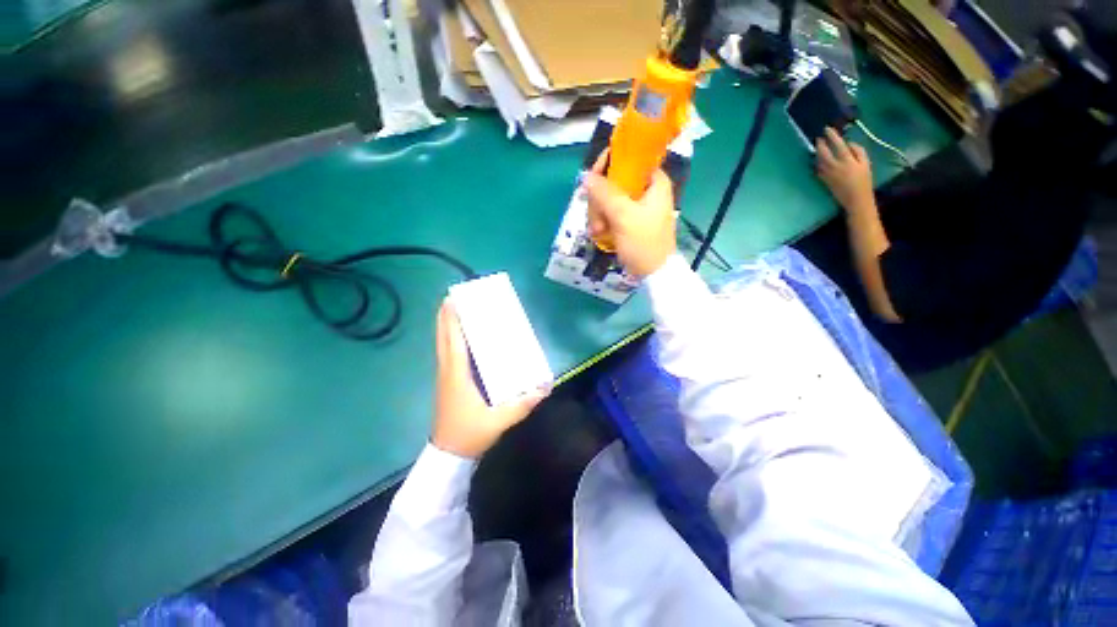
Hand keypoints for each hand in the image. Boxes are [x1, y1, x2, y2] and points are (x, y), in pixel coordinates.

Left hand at [431, 301, 547, 458]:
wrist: (449, 455)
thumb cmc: (470, 433)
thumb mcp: (499, 420)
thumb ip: (523, 404)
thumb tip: (546, 387)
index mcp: (457, 375)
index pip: (453, 341)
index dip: (452, 320)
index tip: (452, 299)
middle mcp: (448, 371)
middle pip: (443, 338)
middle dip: (445, 317)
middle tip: (452, 298)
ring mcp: (445, 376)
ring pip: (442, 345)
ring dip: (445, 326)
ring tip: (453, 310)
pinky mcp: (448, 382)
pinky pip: (446, 353)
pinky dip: (449, 339)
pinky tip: (459, 337)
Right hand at [583, 150, 676, 277]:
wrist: (654, 273)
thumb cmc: (644, 242)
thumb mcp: (623, 216)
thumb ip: (604, 193)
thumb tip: (586, 176)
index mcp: (653, 181)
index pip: (628, 158)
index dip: (608, 164)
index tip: (592, 179)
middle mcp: (645, 189)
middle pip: (613, 180)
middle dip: (600, 200)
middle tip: (598, 218)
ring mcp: (637, 206)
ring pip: (608, 198)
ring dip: (598, 214)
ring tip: (599, 231)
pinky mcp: (630, 220)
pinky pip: (610, 212)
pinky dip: (603, 221)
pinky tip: (600, 234)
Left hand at [816, 127, 874, 214]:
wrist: (855, 198)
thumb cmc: (863, 180)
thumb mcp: (866, 163)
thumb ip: (858, 151)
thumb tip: (848, 143)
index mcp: (846, 160)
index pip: (837, 144)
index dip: (832, 135)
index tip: (827, 129)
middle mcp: (834, 165)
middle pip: (823, 152)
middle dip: (820, 144)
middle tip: (818, 138)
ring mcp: (827, 173)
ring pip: (818, 160)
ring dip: (817, 152)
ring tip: (817, 147)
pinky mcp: (823, 180)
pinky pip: (817, 168)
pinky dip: (817, 162)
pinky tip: (817, 159)